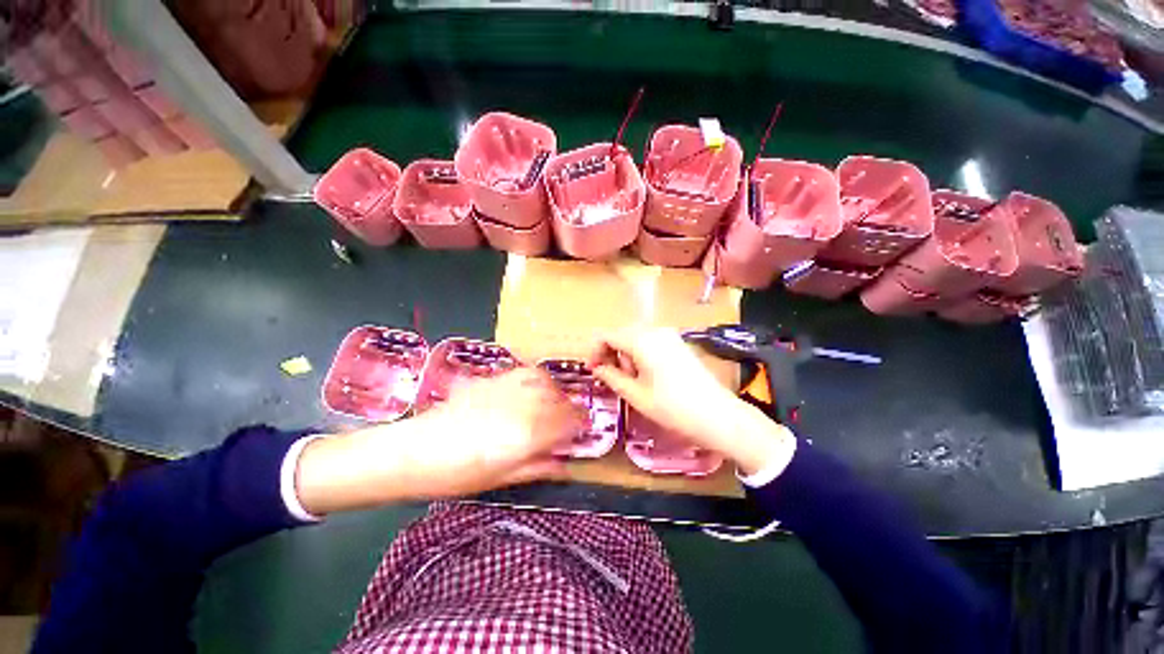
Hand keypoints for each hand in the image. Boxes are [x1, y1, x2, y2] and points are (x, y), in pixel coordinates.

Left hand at [295, 368, 583, 514]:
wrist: (414, 450)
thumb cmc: (456, 475)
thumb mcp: (501, 478)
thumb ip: (539, 466)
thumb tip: (565, 465)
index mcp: (527, 434)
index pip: (568, 422)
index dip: (580, 425)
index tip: (583, 429)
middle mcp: (523, 405)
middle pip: (560, 400)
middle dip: (570, 410)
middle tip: (569, 421)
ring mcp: (508, 388)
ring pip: (546, 382)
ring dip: (556, 393)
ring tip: (552, 404)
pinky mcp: (494, 379)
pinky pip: (526, 373)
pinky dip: (538, 380)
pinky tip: (533, 390)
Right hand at [589, 326, 795, 475]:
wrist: (718, 415)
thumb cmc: (673, 408)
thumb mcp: (636, 394)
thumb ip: (611, 376)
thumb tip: (597, 368)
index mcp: (641, 340)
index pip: (607, 335)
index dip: (595, 351)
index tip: (592, 370)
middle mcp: (655, 330)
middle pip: (621, 333)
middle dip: (611, 353)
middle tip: (611, 377)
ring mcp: (669, 335)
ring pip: (635, 337)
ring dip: (626, 354)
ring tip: (632, 379)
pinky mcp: (678, 342)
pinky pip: (650, 341)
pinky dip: (641, 353)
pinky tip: (647, 374)